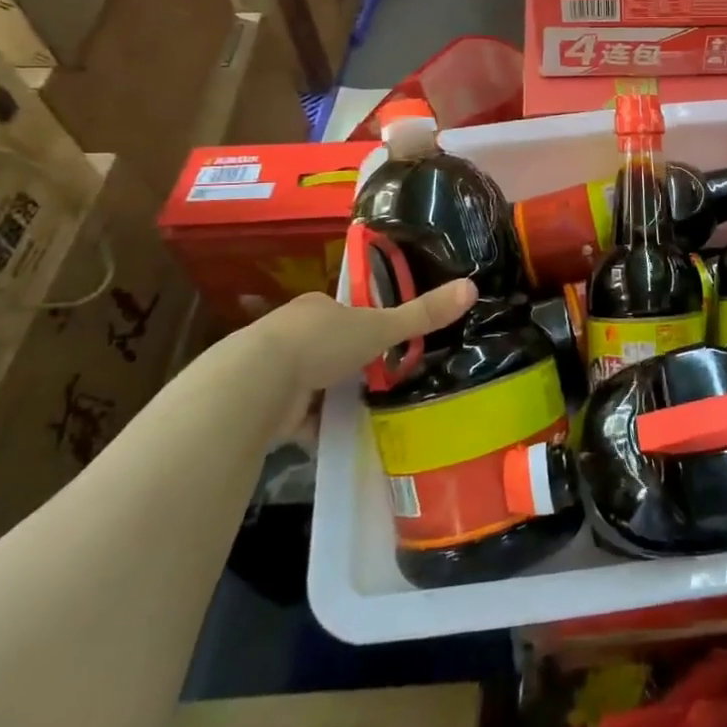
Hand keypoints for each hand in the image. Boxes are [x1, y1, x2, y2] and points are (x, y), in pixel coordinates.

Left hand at [223, 280, 478, 431]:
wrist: (253, 388)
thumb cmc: (320, 344)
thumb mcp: (380, 328)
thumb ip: (422, 314)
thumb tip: (472, 287)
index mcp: (315, 308)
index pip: (343, 311)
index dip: (364, 324)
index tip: (383, 340)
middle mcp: (289, 333)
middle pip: (326, 346)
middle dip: (347, 363)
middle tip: (378, 379)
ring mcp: (271, 371)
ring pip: (309, 382)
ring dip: (328, 396)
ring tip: (360, 411)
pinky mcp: (260, 408)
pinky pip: (294, 418)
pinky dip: (312, 428)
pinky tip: (332, 439)